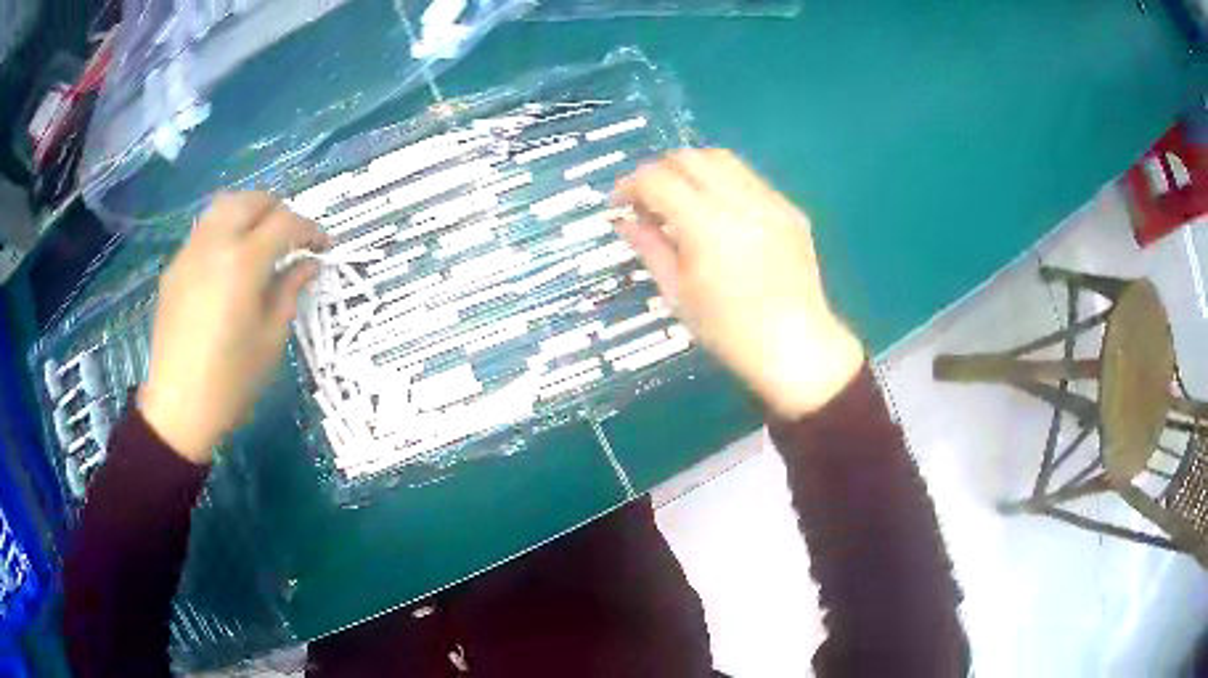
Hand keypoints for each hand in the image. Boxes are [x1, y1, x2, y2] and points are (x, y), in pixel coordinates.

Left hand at [139, 192, 326, 462]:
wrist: (178, 407)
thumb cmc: (231, 381)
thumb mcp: (271, 339)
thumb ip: (289, 291)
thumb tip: (308, 264)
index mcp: (244, 262)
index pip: (286, 223)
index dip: (311, 230)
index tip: (325, 247)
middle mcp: (215, 243)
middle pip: (252, 200)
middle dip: (279, 210)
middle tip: (292, 238)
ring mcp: (190, 252)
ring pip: (224, 206)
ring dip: (249, 212)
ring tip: (261, 239)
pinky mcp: (174, 267)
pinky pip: (204, 231)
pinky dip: (225, 231)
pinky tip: (229, 263)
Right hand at [614, 149, 863, 418]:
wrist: (796, 347)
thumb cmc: (729, 331)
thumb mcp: (678, 293)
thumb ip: (649, 248)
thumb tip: (624, 220)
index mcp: (706, 225)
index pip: (657, 179)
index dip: (630, 185)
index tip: (619, 203)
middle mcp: (740, 201)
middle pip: (689, 157)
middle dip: (660, 171)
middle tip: (648, 200)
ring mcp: (771, 201)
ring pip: (722, 159)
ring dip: (693, 170)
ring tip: (683, 200)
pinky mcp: (790, 210)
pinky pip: (750, 179)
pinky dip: (725, 184)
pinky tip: (721, 214)